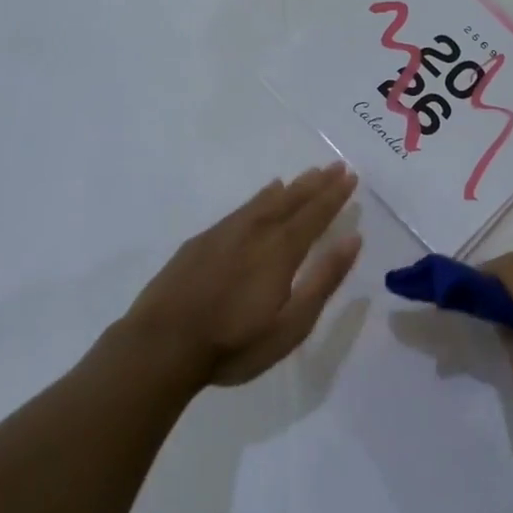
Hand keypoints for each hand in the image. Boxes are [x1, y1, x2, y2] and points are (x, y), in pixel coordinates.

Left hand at [122, 162, 360, 389]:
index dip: (335, 195)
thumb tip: (353, 238)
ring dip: (292, 186)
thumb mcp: (291, 324)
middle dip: (317, 183)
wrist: (160, 346)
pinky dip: (260, 197)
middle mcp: (256, 231)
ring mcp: (225, 233)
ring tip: (308, 174)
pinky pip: (243, 208)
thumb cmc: (233, 343)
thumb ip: (324, 279)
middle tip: (336, 166)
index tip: (351, 176)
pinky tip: (264, 195)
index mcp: (281, 250)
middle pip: (292, 200)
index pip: (315, 214)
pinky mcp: (202, 242)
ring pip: (266, 200)